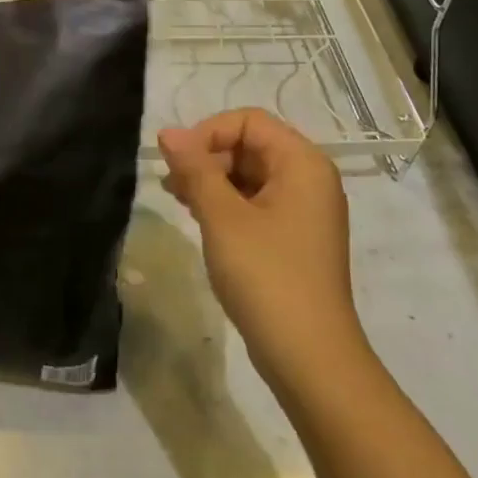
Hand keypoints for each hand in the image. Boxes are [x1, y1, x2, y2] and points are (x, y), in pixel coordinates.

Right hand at [158, 109, 357, 382]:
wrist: (309, 356)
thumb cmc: (266, 276)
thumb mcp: (222, 217)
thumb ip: (195, 169)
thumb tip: (168, 132)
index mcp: (302, 163)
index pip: (248, 121)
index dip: (208, 132)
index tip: (177, 163)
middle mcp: (309, 179)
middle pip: (250, 145)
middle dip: (207, 157)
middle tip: (173, 186)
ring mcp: (304, 211)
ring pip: (249, 175)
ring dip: (211, 180)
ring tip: (178, 200)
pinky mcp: (293, 238)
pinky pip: (256, 203)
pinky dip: (226, 204)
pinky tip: (200, 220)